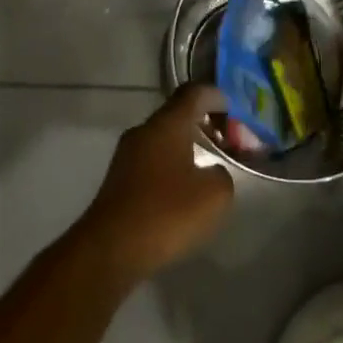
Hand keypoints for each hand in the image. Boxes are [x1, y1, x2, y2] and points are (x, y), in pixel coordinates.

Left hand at [79, 84, 235, 278]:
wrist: (109, 249)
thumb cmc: (166, 213)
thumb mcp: (214, 195)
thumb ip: (221, 174)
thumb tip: (211, 172)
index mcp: (167, 125)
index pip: (193, 93)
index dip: (215, 96)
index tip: (232, 110)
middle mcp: (144, 132)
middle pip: (176, 114)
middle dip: (202, 123)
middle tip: (225, 141)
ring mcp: (126, 155)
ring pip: (162, 138)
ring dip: (186, 146)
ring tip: (207, 167)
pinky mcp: (118, 180)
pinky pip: (151, 161)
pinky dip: (171, 165)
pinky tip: (182, 190)